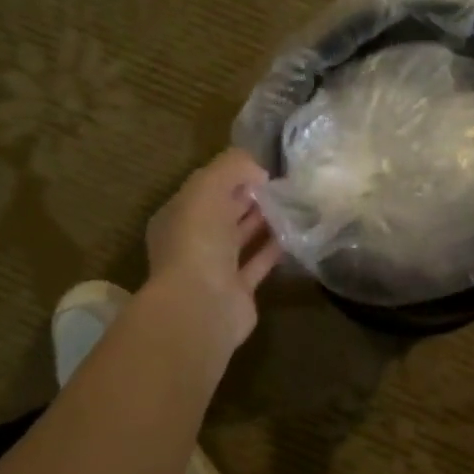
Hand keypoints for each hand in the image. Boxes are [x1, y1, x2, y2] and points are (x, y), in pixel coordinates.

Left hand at [144, 148, 281, 352]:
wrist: (201, 305)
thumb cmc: (197, 241)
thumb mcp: (207, 187)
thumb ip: (231, 168)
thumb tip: (258, 170)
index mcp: (178, 216)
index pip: (206, 189)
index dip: (232, 176)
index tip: (265, 168)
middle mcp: (193, 241)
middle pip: (224, 213)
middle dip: (250, 197)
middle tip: (285, 183)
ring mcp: (215, 268)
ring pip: (242, 238)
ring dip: (265, 222)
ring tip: (294, 203)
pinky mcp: (238, 290)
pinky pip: (258, 263)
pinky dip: (274, 249)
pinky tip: (295, 233)